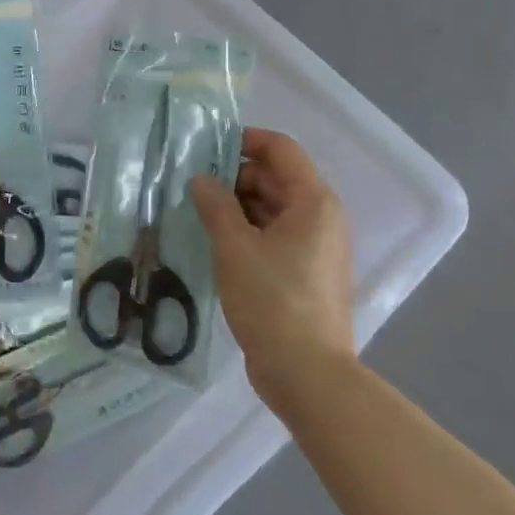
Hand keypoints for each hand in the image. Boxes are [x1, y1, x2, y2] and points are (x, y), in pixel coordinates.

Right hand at [189, 128, 354, 411]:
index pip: (281, 150)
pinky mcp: (306, 272)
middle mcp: (322, 217)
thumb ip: (215, 206)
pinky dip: (248, 230)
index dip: (246, 140)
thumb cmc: (272, 301)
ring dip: (238, 205)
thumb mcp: (235, 248)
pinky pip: (275, 235)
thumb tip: (201, 179)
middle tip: (192, 184)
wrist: (307, 373)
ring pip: (273, 208)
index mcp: (313, 202)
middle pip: (277, 178)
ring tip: (197, 211)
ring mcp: (316, 247)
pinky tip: (215, 240)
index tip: (207, 147)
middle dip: (235, 176)